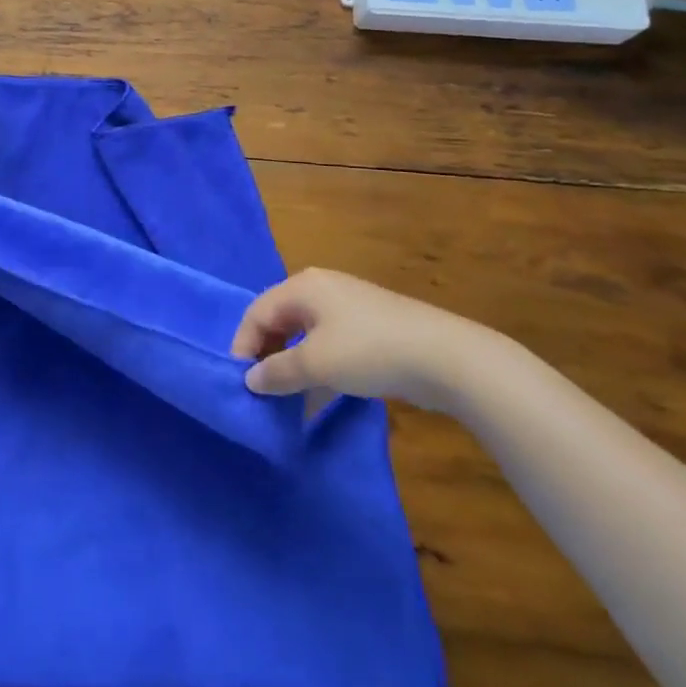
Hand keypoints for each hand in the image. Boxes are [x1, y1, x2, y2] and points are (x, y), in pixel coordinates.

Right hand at [230, 268, 495, 412]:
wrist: (445, 357)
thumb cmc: (368, 351)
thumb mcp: (315, 364)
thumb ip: (277, 372)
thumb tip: (250, 380)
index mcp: (302, 287)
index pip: (257, 313)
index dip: (243, 346)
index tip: (240, 383)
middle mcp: (321, 289)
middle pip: (279, 321)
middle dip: (266, 356)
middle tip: (261, 391)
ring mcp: (347, 308)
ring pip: (304, 336)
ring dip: (291, 366)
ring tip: (285, 400)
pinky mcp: (369, 329)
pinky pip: (328, 346)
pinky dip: (317, 369)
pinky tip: (316, 399)